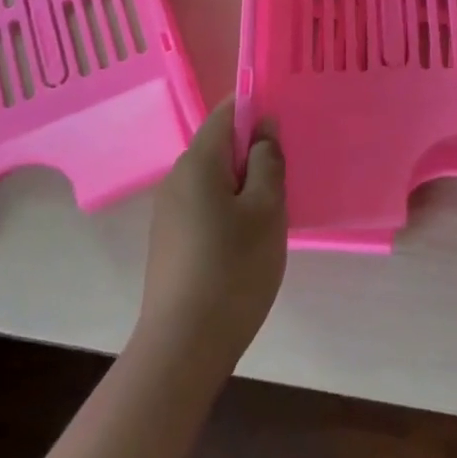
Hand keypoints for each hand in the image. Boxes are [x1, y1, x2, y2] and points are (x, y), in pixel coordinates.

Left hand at [138, 100, 286, 375]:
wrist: (182, 347)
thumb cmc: (233, 269)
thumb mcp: (266, 209)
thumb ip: (268, 160)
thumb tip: (264, 127)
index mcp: (198, 161)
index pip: (227, 112)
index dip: (257, 109)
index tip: (286, 127)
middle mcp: (176, 178)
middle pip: (220, 146)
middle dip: (254, 153)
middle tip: (288, 177)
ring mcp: (169, 212)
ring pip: (215, 179)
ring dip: (244, 185)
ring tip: (273, 213)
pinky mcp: (170, 241)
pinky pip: (205, 206)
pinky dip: (229, 210)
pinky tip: (247, 242)